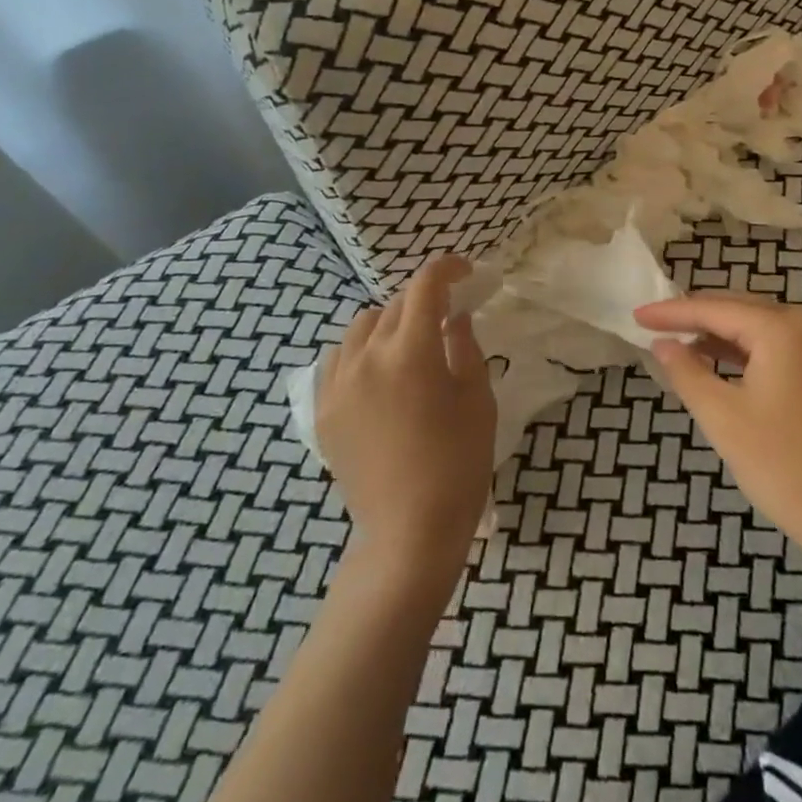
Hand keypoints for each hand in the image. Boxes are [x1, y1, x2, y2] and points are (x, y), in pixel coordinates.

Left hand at [318, 255, 494, 575]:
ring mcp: (338, 384)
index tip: (465, 272)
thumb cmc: (458, 463)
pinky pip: (338, 360)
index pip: (425, 286)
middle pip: (394, 305)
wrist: (409, 532)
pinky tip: (377, 373)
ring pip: (361, 327)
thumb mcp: (478, 399)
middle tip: (447, 316)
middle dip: (423, 301)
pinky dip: (360, 351)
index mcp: (410, 351)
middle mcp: (366, 357)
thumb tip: (453, 317)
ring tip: (410, 345)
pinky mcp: (324, 410)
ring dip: (389, 323)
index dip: (447, 269)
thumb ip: (465, 347)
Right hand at [635, 293, 801, 571]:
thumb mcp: (723, 418)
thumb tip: (662, 344)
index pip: (715, 310)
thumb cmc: (785, 467)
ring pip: (758, 327)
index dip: (672, 312)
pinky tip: (719, 363)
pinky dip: (745, 352)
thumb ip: (687, 372)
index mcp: (783, 329)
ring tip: (678, 345)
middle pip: (739, 310)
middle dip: (695, 318)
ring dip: (719, 335)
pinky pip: (777, 346)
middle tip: (653, 326)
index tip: (636, 315)